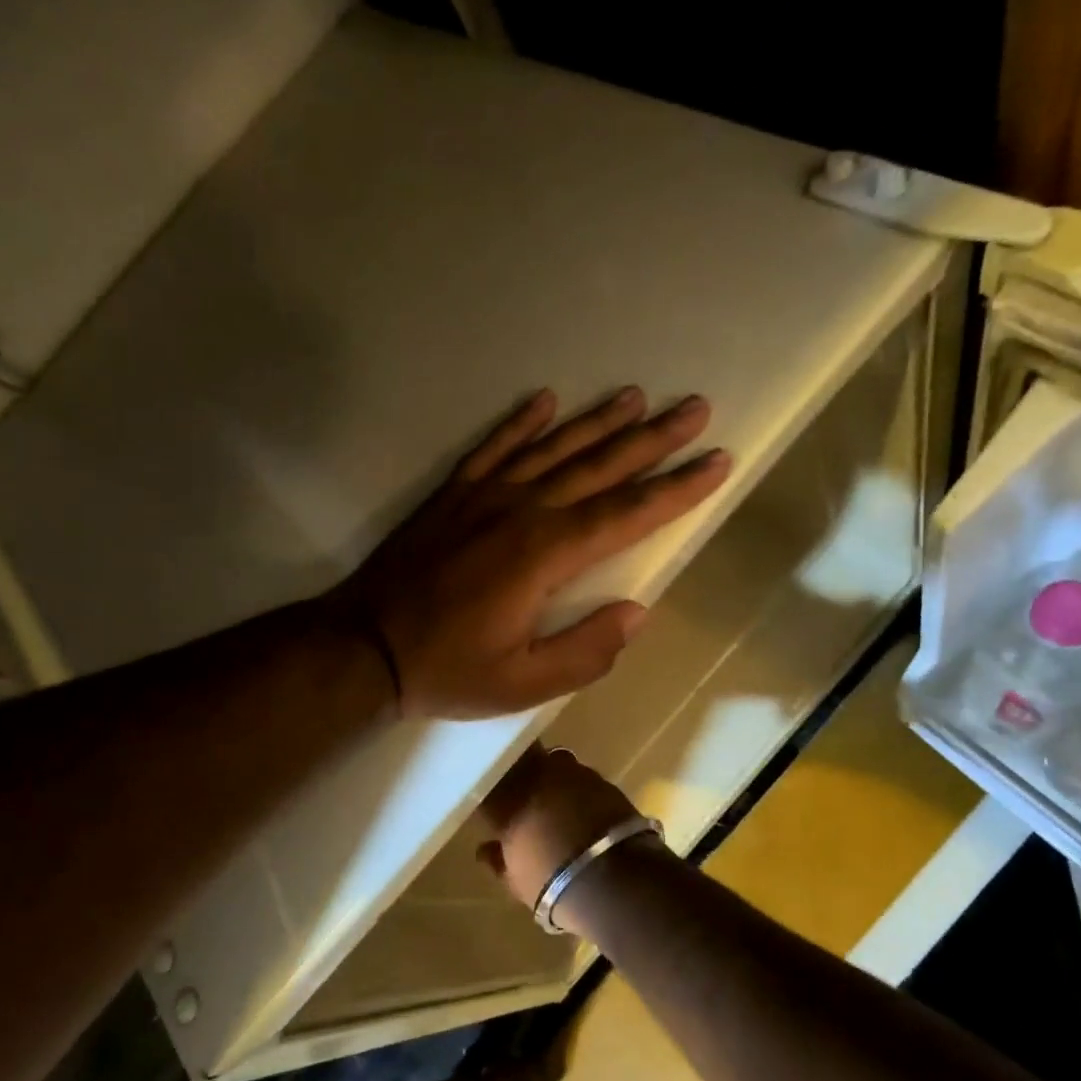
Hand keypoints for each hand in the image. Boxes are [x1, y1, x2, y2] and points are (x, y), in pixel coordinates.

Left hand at [332, 387, 729, 718]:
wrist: (363, 646)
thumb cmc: (447, 670)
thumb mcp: (523, 683)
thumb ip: (586, 650)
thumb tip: (637, 612)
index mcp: (545, 555)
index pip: (626, 514)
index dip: (676, 489)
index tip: (717, 461)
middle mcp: (521, 511)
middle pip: (598, 467)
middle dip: (652, 439)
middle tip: (694, 407)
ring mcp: (483, 496)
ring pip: (552, 448)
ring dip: (596, 422)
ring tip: (635, 397)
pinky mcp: (452, 494)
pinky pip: (493, 446)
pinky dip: (519, 422)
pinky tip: (543, 400)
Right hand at [476, 745, 651, 933]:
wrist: (614, 881)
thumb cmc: (554, 886)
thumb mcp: (517, 881)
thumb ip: (497, 860)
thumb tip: (484, 849)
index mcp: (508, 800)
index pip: (489, 782)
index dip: (490, 790)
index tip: (490, 800)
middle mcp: (538, 776)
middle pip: (522, 760)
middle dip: (521, 773)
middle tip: (523, 793)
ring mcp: (573, 773)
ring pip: (554, 761)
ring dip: (552, 776)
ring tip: (557, 799)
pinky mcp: (603, 780)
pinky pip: (582, 775)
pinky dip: (579, 787)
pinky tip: (583, 806)